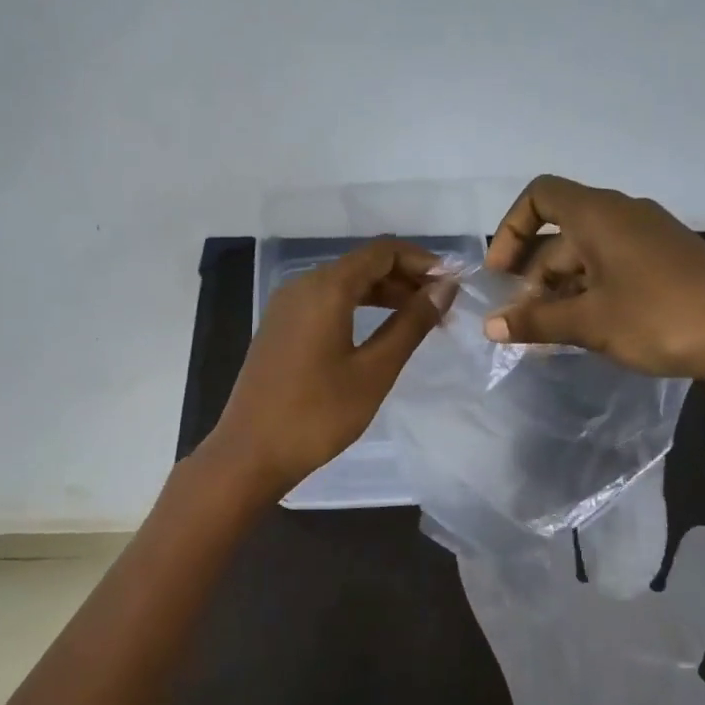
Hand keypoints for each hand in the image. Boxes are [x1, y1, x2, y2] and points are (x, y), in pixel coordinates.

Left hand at [201, 239, 447, 501]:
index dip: (421, 260)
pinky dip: (357, 308)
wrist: (251, 452)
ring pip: (344, 284)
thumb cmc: (318, 414)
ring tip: (419, 320)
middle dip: (405, 278)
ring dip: (383, 294)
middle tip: (442, 306)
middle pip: (362, 264)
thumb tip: (444, 288)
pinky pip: (325, 303)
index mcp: (326, 288)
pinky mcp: (280, 328)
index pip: (382, 251)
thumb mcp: (374, 371)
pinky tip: (379, 332)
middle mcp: (302, 285)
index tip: (452, 283)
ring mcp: (286, 307)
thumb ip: (411, 324)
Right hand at [483, 175, 704, 383]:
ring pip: (587, 255)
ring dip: (560, 290)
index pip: (540, 196)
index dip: (511, 229)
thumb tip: (491, 326)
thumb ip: (536, 322)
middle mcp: (623, 216)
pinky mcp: (668, 262)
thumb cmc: (660, 318)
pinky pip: (613, 268)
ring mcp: (649, 238)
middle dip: (533, 275)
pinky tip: (586, 331)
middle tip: (523, 320)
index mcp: (599, 215)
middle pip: (560, 232)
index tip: (501, 273)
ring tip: (549, 335)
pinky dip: (590, 293)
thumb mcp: (590, 323)